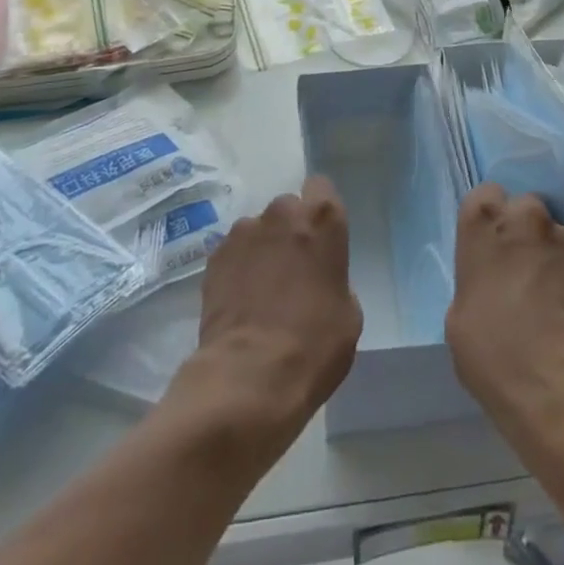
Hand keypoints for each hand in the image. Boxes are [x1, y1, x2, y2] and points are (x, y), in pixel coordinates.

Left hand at [171, 177, 362, 452]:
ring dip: (261, 250)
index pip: (321, 187)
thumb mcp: (349, 313)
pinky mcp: (214, 257)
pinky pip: (233, 253)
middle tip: (291, 270)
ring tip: (260, 292)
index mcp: (322, 219)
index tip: (320, 237)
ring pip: (257, 230)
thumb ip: (335, 278)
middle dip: (290, 231)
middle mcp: (282, 213)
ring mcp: (243, 232)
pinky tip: (240, 303)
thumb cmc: (315, 345)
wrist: (250, 377)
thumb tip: (318, 279)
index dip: (320, 210)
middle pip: (288, 209)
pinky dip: (238, 269)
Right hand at [446, 183, 563, 428]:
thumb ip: (475, 279)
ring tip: (553, 291)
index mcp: (482, 222)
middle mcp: (524, 215)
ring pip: (556, 232)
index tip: (492, 245)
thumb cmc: (491, 352)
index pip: (485, 195)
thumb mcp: (459, 314)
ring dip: (553, 252)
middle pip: (524, 207)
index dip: (491, 219)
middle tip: (523, 265)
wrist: (555, 385)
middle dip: (525, 230)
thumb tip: (490, 283)